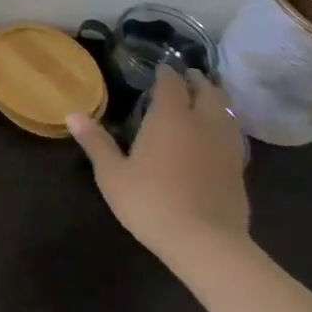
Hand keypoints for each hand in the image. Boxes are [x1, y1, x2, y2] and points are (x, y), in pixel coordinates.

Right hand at [68, 67, 249, 267]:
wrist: (206, 244)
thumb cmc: (152, 201)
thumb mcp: (112, 174)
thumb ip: (96, 142)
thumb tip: (72, 114)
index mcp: (171, 118)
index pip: (172, 84)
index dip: (167, 73)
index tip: (162, 67)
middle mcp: (202, 125)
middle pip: (208, 93)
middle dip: (198, 81)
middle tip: (189, 76)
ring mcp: (226, 148)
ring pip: (226, 113)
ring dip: (217, 101)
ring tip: (207, 99)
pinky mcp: (239, 171)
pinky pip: (233, 136)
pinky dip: (225, 126)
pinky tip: (217, 135)